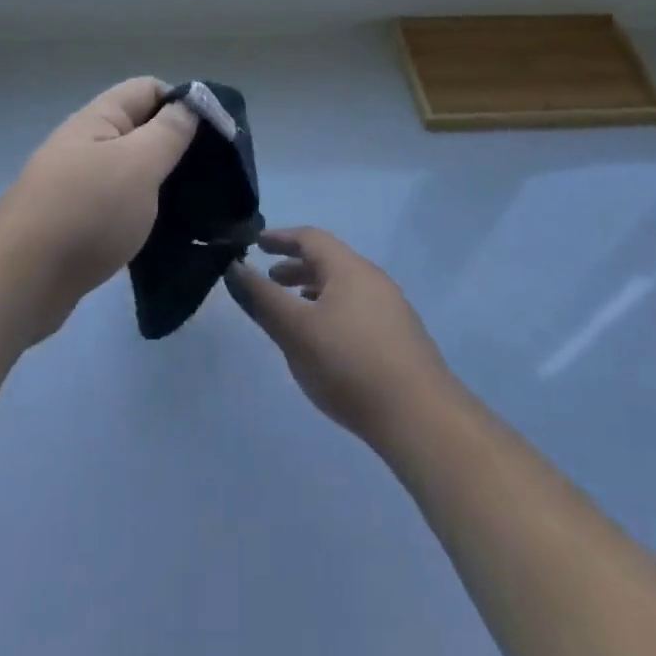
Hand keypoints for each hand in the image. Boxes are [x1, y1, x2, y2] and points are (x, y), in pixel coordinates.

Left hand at [0, 77, 196, 337]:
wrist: (23, 282)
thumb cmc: (87, 214)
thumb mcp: (138, 165)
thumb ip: (169, 131)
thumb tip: (192, 102)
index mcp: (97, 120)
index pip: (148, 89)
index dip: (183, 104)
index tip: (214, 136)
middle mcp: (85, 144)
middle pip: (140, 129)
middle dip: (177, 146)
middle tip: (213, 175)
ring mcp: (78, 183)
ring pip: (131, 170)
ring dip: (162, 183)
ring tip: (197, 205)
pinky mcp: (77, 221)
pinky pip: (119, 203)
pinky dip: (143, 211)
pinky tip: (165, 231)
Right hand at [225, 228, 455, 443]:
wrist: (421, 418)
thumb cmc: (349, 364)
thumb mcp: (295, 330)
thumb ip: (262, 298)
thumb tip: (234, 268)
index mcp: (349, 268)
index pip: (310, 237)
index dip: (280, 237)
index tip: (256, 242)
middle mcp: (373, 279)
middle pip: (329, 261)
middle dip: (295, 266)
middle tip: (269, 279)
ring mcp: (391, 309)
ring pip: (343, 287)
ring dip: (313, 290)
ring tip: (292, 310)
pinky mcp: (400, 338)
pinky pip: (356, 309)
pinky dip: (331, 310)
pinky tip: (324, 341)